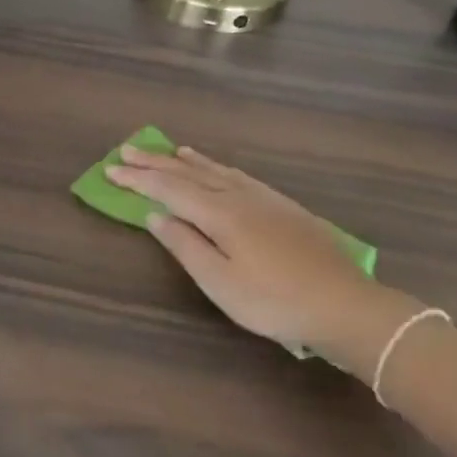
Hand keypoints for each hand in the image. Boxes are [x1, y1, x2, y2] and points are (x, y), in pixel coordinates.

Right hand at [106, 145, 399, 375]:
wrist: (346, 306)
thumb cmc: (274, 301)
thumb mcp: (219, 282)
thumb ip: (185, 245)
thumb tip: (155, 215)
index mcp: (220, 214)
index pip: (169, 189)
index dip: (138, 179)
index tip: (110, 169)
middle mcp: (239, 197)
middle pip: (190, 173)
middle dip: (156, 162)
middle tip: (127, 150)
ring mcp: (265, 200)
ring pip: (217, 171)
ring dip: (187, 160)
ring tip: (170, 150)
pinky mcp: (284, 208)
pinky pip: (239, 176)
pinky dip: (219, 167)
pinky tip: (220, 170)